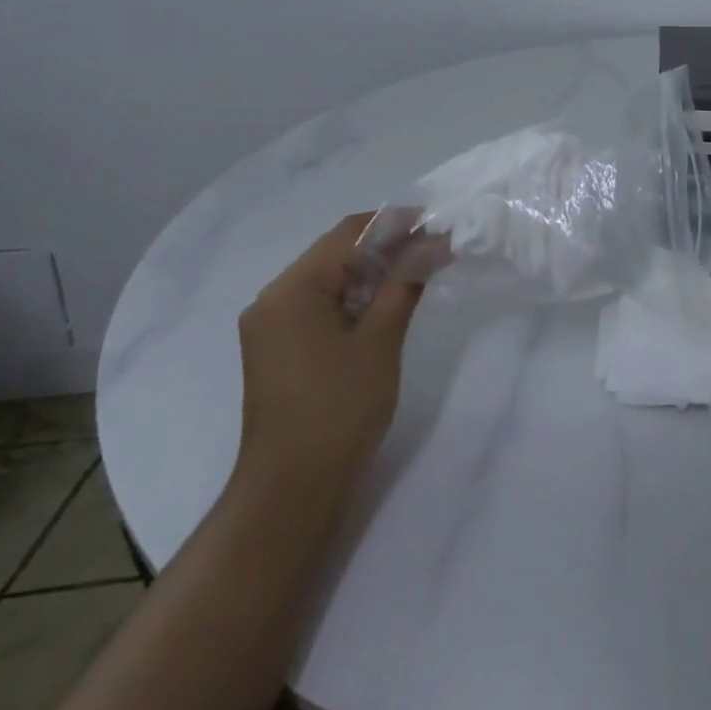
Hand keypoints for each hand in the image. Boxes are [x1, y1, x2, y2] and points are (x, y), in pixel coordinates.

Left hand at [234, 213, 432, 498]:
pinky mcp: (278, 346)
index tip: (439, 222)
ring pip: (330, 276)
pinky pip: (320, 302)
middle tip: (436, 246)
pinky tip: (388, 301)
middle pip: (336, 251)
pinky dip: (355, 294)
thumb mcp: (381, 338)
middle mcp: (273, 298)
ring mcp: (271, 324)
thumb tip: (436, 240)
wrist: (292, 488)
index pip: (349, 233)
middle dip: (388, 244)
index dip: (397, 222)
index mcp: (292, 289)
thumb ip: (407, 280)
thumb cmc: (339, 407)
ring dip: (374, 269)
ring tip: (420, 270)